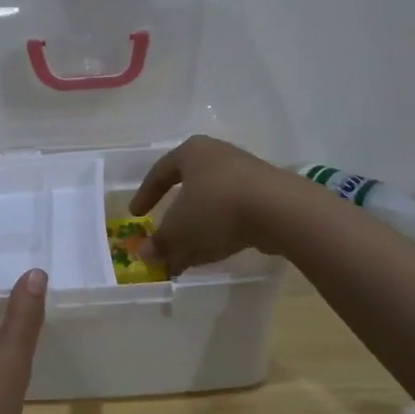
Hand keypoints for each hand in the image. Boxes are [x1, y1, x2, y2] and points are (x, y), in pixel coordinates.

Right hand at [129, 135, 293, 275]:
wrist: (278, 210)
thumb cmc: (216, 206)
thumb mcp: (179, 228)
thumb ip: (160, 242)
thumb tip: (145, 255)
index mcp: (192, 152)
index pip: (160, 172)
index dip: (145, 195)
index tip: (136, 215)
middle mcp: (217, 157)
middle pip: (188, 192)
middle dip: (174, 223)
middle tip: (163, 243)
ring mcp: (245, 177)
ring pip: (210, 208)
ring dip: (195, 234)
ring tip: (184, 261)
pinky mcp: (265, 198)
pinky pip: (232, 217)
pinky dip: (217, 235)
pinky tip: (210, 257)